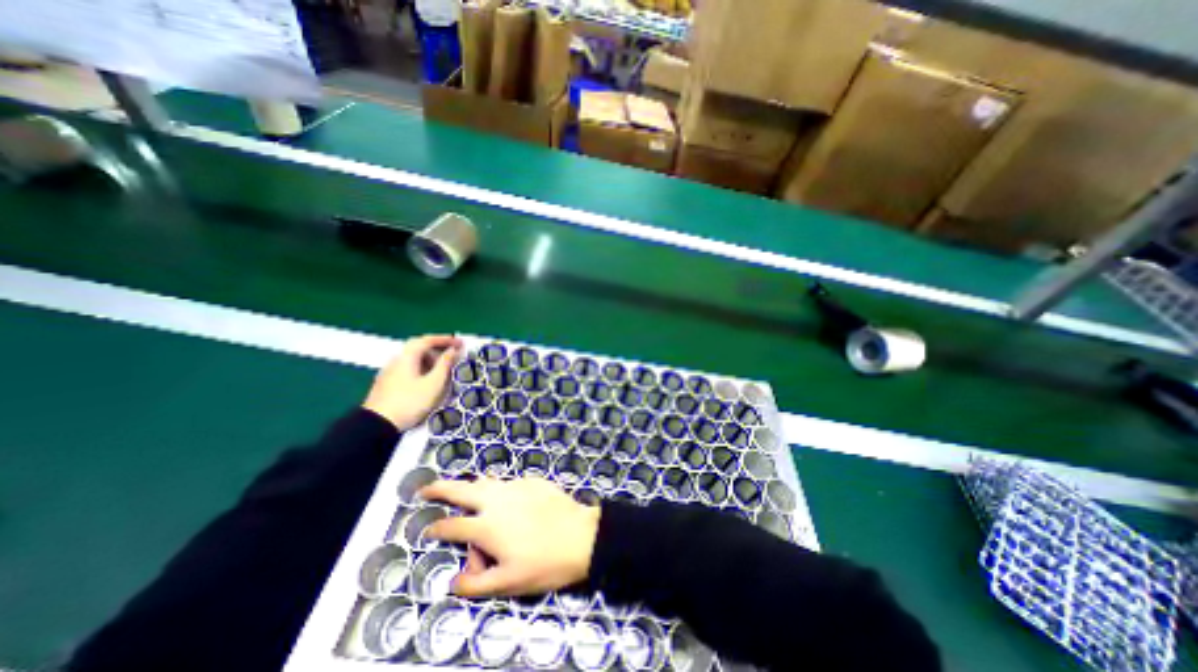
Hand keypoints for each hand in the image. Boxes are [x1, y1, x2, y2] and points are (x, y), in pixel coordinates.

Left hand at [360, 334, 458, 430]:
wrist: (377, 425)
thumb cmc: (410, 401)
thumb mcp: (434, 383)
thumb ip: (445, 364)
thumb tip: (452, 350)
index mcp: (407, 356)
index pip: (427, 340)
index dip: (445, 339)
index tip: (460, 343)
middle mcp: (397, 359)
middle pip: (418, 347)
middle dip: (438, 349)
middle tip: (453, 354)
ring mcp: (390, 371)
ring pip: (413, 358)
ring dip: (430, 359)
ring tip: (443, 369)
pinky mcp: (387, 383)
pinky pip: (408, 368)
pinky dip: (422, 368)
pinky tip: (428, 380)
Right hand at [421, 479, 604, 597]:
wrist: (581, 536)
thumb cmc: (544, 563)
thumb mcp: (507, 584)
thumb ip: (475, 585)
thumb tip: (453, 582)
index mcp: (487, 526)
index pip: (452, 525)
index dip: (436, 528)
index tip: (428, 529)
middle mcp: (497, 500)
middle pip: (462, 489)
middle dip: (440, 488)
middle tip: (426, 488)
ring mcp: (516, 486)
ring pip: (486, 481)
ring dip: (471, 485)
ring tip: (465, 489)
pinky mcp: (533, 481)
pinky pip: (509, 482)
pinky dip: (499, 488)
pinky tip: (504, 496)